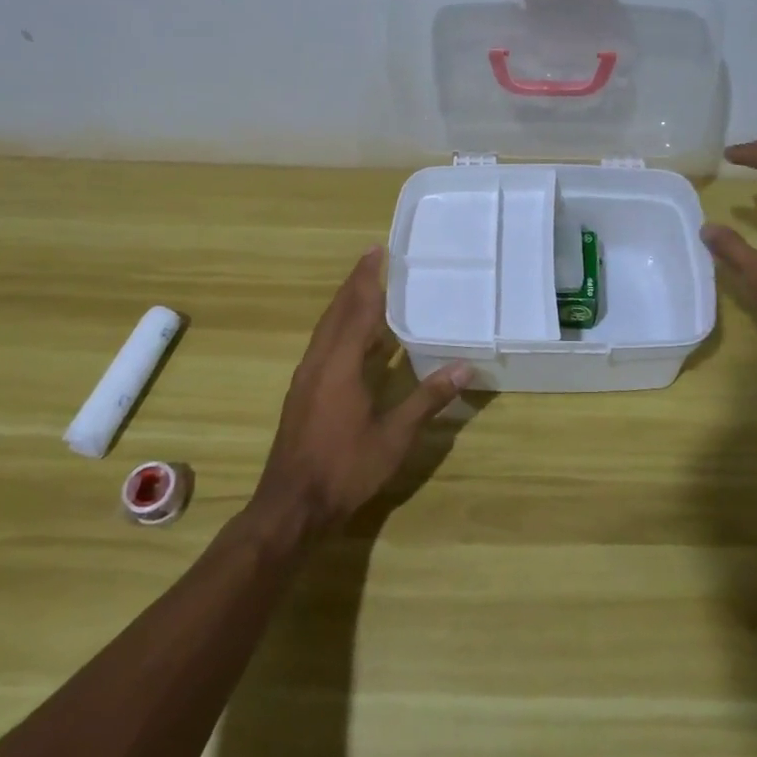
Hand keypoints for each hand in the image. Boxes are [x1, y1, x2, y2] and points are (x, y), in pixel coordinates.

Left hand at [250, 247, 470, 541]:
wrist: (292, 506)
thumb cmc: (345, 468)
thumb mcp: (394, 436)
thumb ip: (427, 399)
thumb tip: (464, 367)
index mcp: (340, 365)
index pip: (358, 310)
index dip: (369, 279)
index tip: (378, 250)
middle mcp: (319, 362)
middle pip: (337, 312)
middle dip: (355, 283)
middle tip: (374, 257)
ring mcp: (307, 378)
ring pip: (327, 328)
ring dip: (346, 304)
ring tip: (368, 287)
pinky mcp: (303, 393)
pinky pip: (324, 345)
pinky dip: (340, 328)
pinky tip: (356, 338)